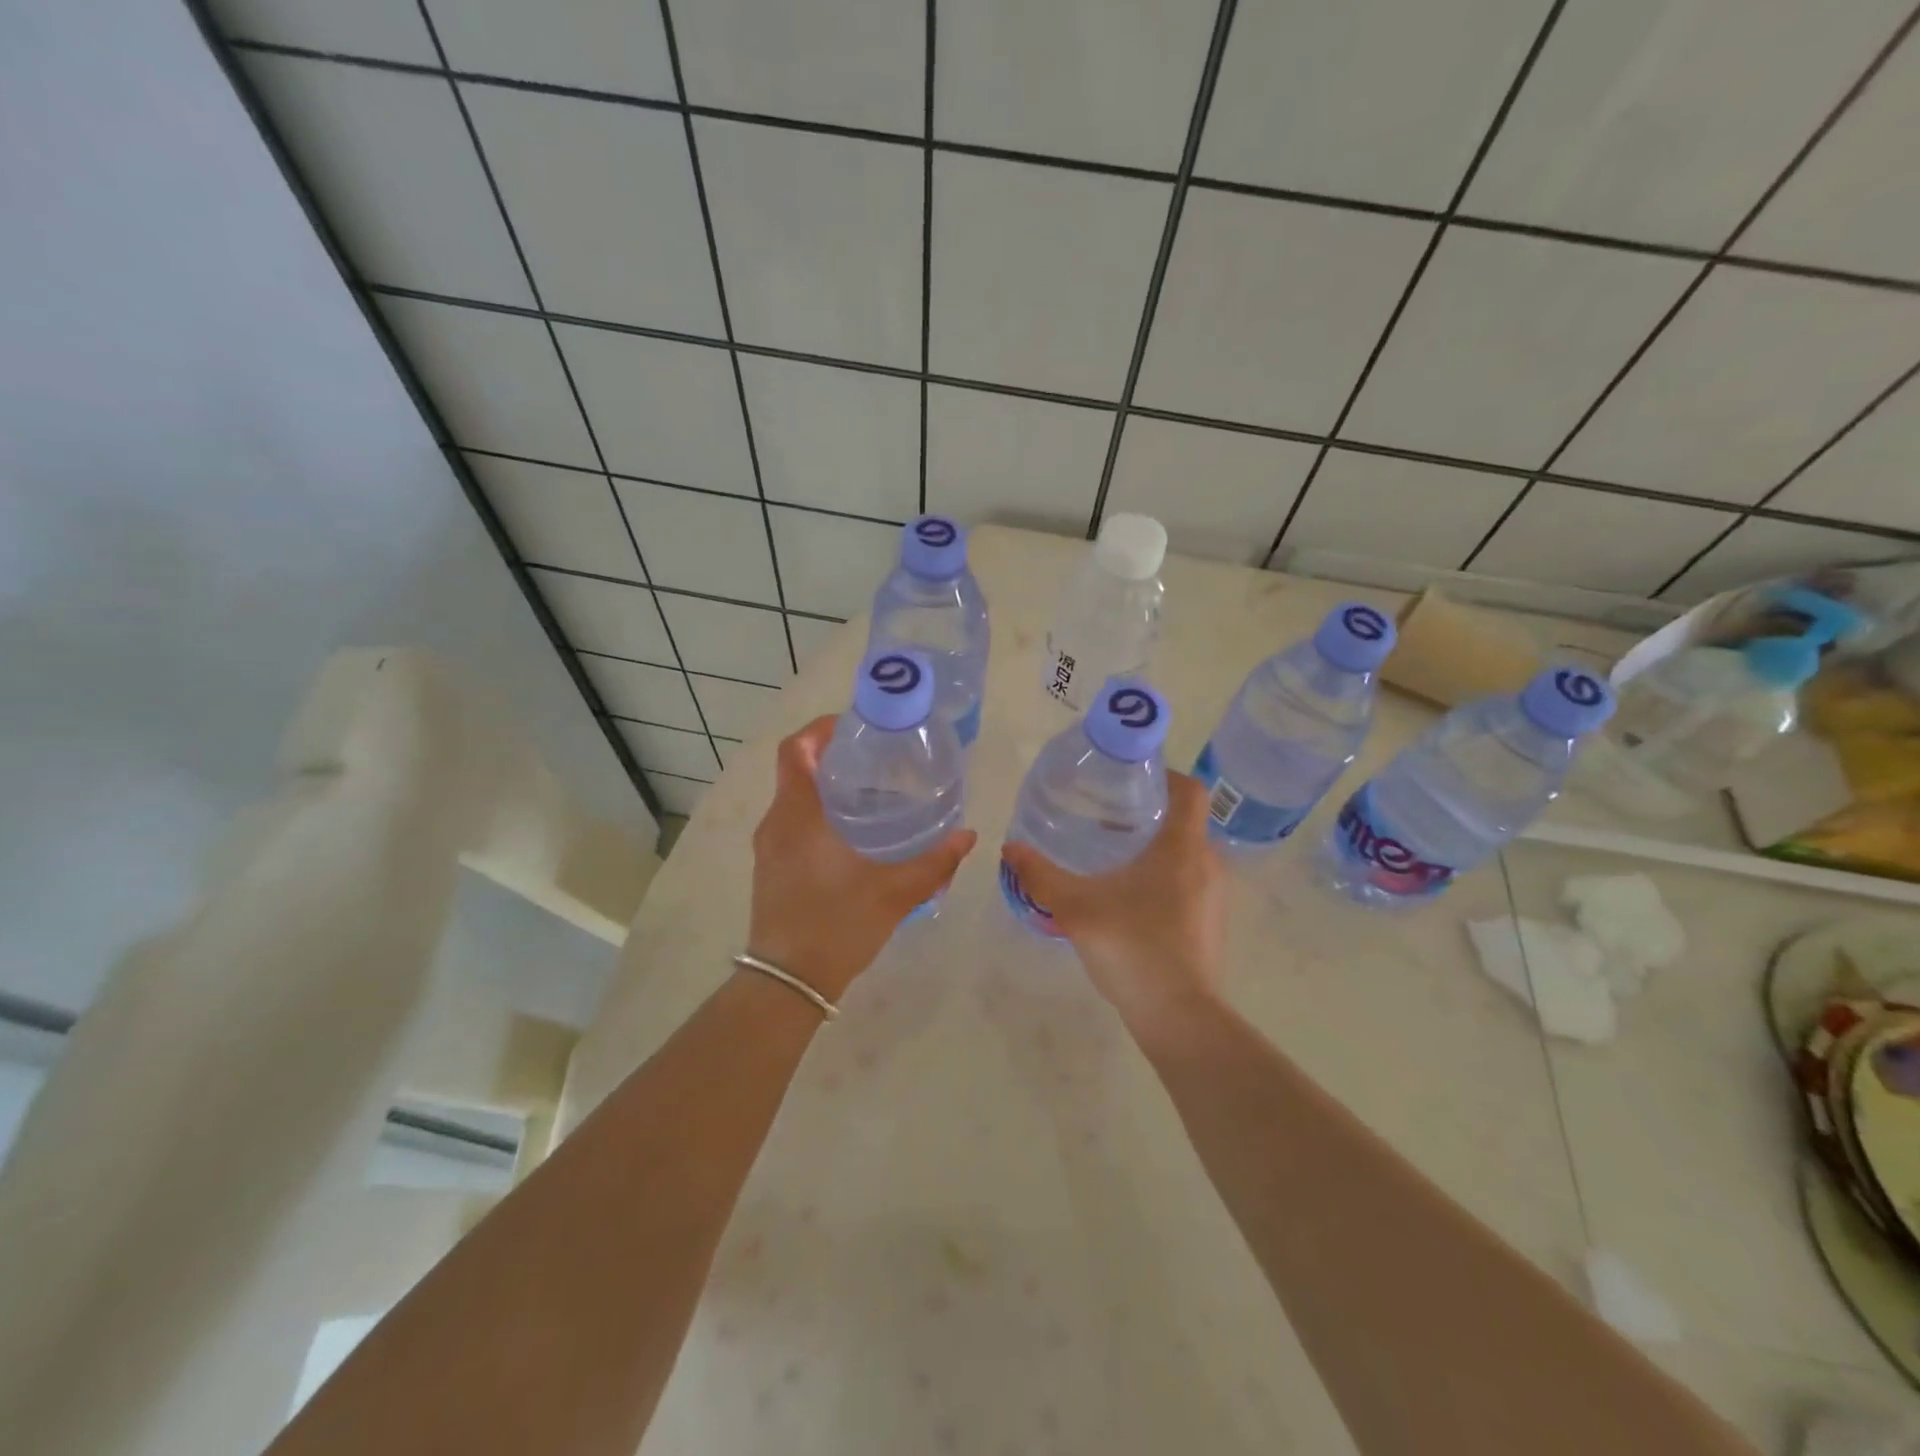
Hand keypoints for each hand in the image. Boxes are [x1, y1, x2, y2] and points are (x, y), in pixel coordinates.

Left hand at [748, 715, 976, 1001]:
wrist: (788, 983)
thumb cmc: (837, 926)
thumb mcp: (894, 893)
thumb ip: (935, 862)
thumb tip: (968, 836)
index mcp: (798, 815)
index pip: (796, 750)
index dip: (820, 728)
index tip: (855, 726)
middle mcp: (776, 823)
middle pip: (798, 770)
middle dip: (833, 756)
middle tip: (878, 757)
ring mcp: (770, 847)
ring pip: (795, 798)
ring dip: (827, 786)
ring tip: (873, 791)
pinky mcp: (772, 868)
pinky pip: (793, 823)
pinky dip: (820, 813)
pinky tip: (855, 832)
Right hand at [1000, 771, 1225, 1039]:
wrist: (1180, 1017)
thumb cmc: (1133, 947)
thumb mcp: (1076, 908)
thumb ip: (1041, 875)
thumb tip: (1009, 848)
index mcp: (1182, 848)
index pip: (1190, 790)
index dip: (1165, 775)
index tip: (1130, 778)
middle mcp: (1207, 864)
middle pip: (1184, 821)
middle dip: (1148, 814)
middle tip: (1106, 816)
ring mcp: (1213, 897)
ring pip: (1185, 855)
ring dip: (1154, 849)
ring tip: (1112, 857)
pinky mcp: (1210, 924)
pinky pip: (1189, 883)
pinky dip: (1162, 878)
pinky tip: (1127, 899)